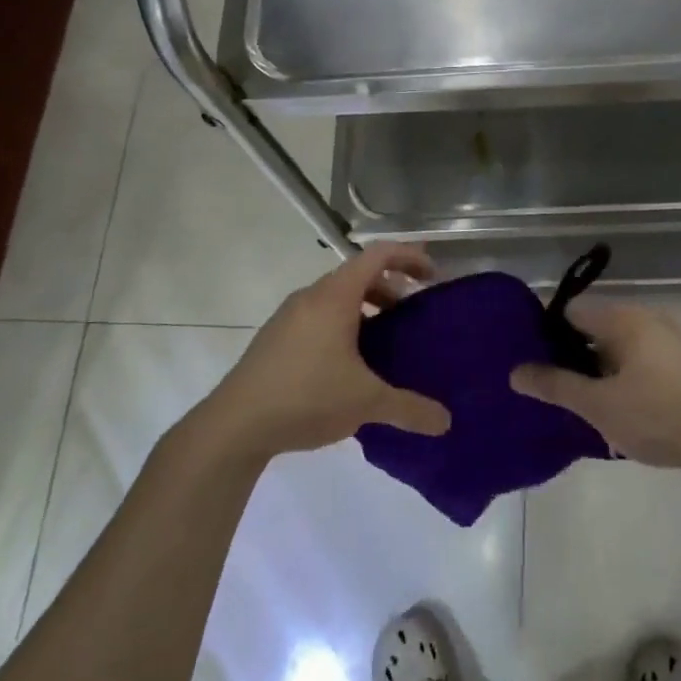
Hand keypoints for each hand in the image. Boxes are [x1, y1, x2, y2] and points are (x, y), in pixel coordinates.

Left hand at [196, 243, 452, 460]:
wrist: (235, 425)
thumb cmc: (306, 397)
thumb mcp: (366, 402)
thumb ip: (409, 409)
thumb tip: (446, 422)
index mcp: (334, 298)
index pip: (377, 255)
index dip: (408, 257)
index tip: (432, 276)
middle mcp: (310, 298)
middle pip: (357, 275)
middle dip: (391, 287)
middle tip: (414, 312)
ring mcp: (288, 318)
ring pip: (336, 298)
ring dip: (366, 308)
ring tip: (386, 340)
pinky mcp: (276, 339)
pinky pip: (318, 317)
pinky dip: (344, 325)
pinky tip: (350, 364)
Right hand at [509, 298, 680, 475]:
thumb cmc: (658, 416)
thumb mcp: (598, 405)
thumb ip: (555, 385)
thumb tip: (515, 372)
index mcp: (624, 319)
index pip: (570, 313)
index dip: (544, 335)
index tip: (528, 363)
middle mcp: (646, 320)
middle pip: (592, 331)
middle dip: (569, 359)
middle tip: (549, 390)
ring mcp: (667, 342)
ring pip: (615, 351)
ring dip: (595, 375)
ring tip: (578, 406)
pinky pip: (636, 365)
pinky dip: (619, 382)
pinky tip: (613, 412)